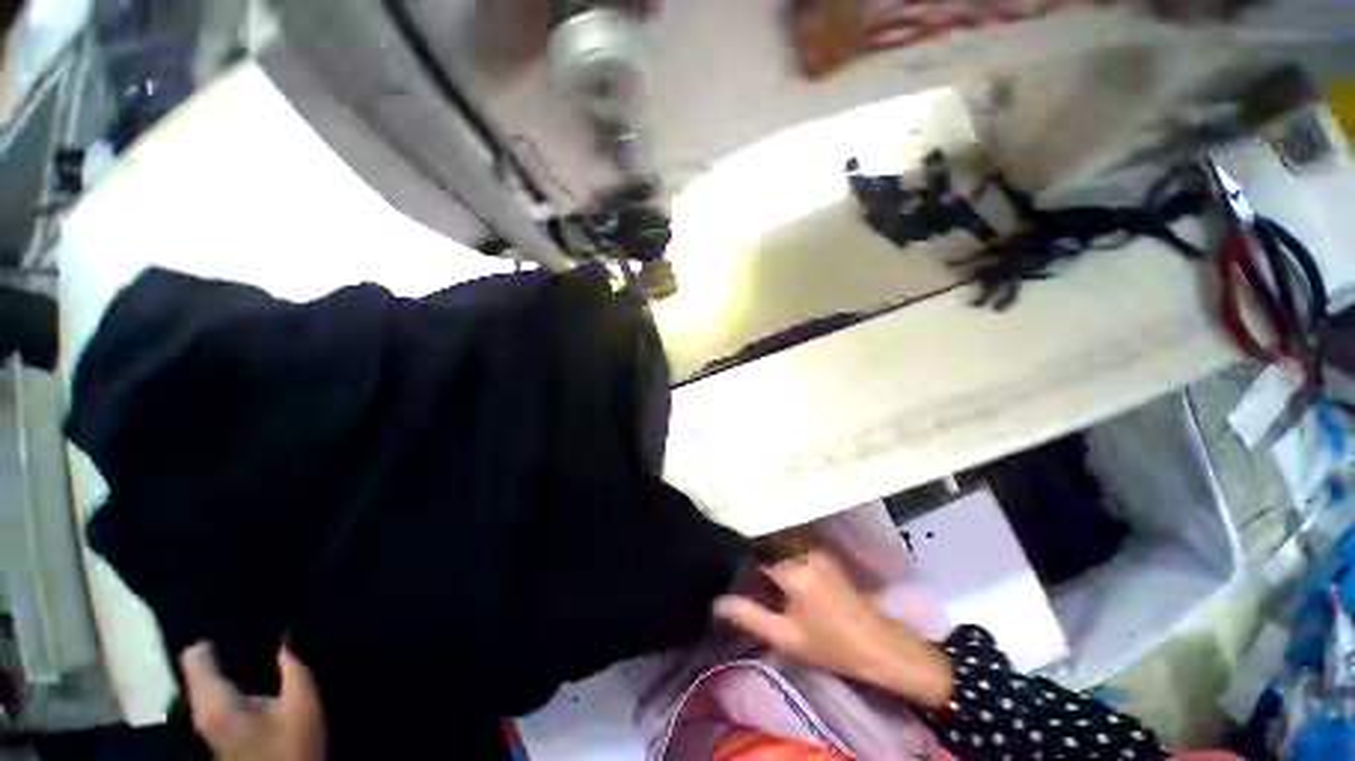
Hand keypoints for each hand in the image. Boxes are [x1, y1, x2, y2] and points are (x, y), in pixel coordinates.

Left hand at [180, 642, 325, 760]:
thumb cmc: (292, 746)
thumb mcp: (303, 703)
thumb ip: (295, 663)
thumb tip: (289, 633)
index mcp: (213, 701)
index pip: (194, 655)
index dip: (215, 636)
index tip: (242, 621)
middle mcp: (198, 712)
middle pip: (198, 669)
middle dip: (223, 651)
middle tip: (259, 635)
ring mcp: (203, 727)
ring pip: (204, 685)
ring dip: (227, 669)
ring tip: (260, 655)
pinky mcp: (213, 736)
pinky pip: (213, 699)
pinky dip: (229, 686)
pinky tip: (256, 684)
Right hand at [713, 550, 951, 708]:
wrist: (879, 646)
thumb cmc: (832, 646)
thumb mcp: (786, 638)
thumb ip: (749, 617)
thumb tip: (716, 603)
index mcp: (793, 569)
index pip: (754, 548)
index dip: (737, 555)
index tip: (725, 564)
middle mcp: (803, 549)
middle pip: (765, 540)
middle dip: (749, 551)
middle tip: (737, 567)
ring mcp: (815, 548)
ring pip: (777, 540)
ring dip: (763, 549)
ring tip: (752, 568)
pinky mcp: (823, 551)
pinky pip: (790, 543)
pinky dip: (777, 551)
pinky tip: (774, 570)